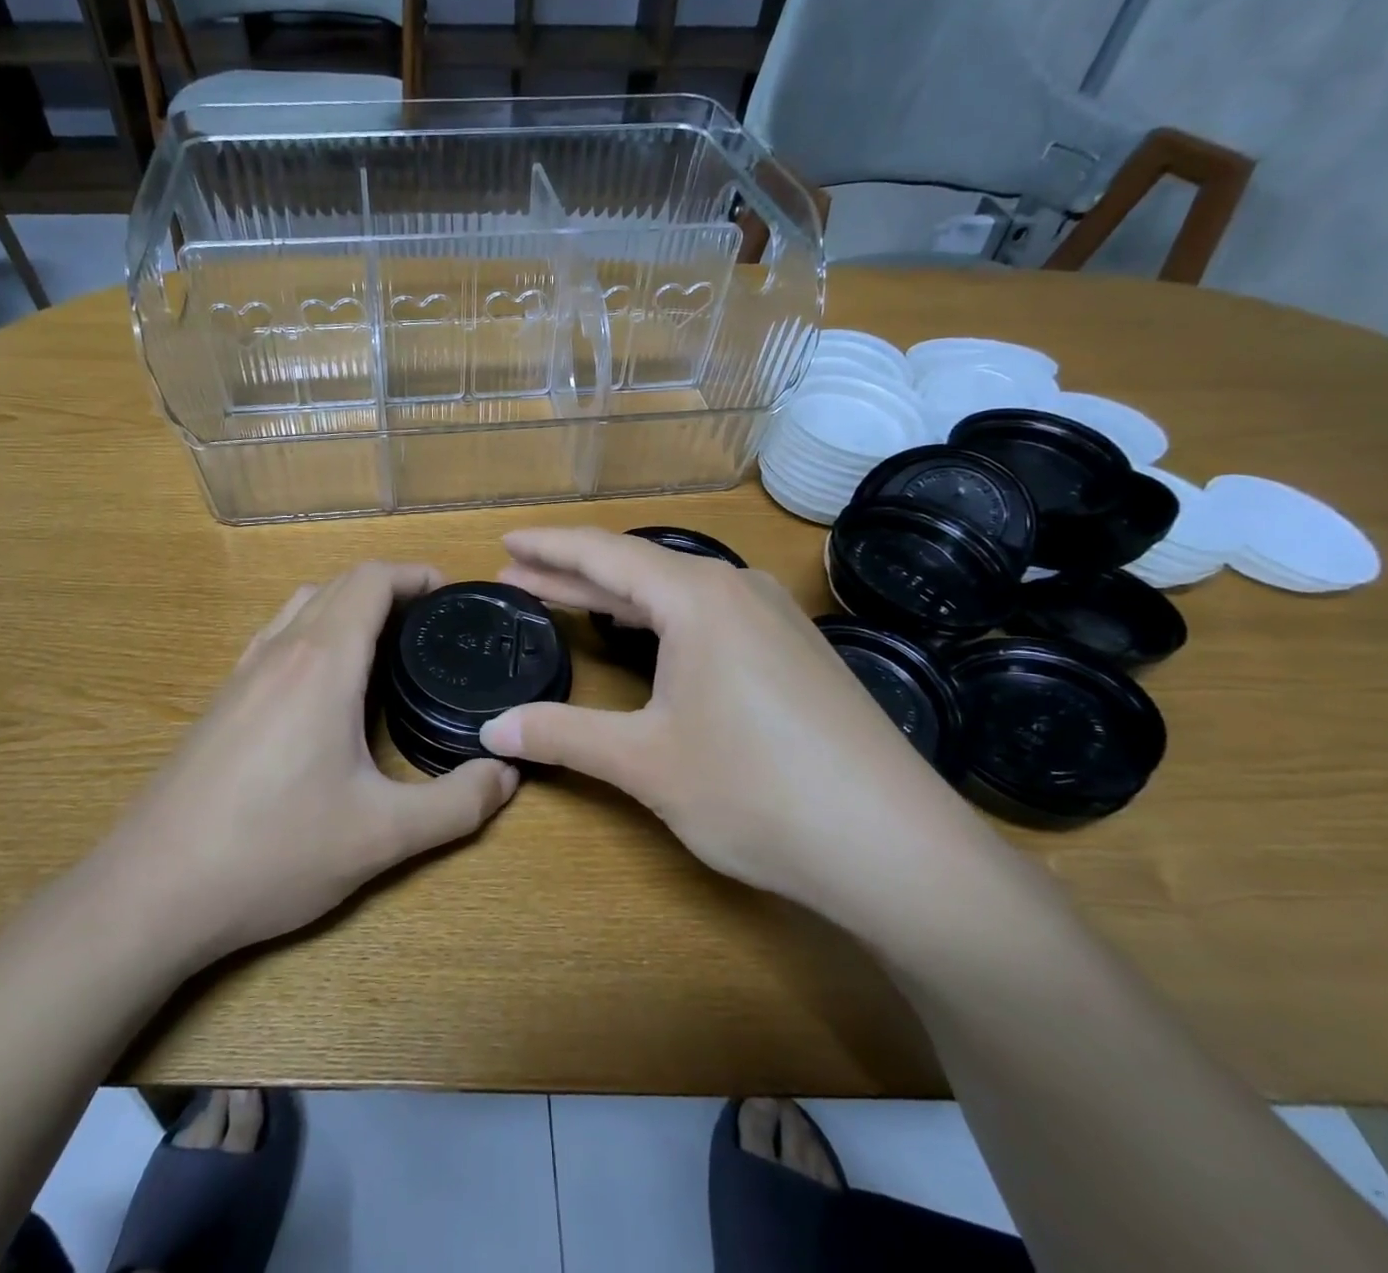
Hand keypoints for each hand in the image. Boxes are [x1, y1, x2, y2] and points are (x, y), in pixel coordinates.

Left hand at [104, 562, 519, 963]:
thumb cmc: (273, 852)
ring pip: (301, 607)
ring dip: (346, 608)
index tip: (450, 596)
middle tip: (430, 627)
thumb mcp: (381, 836)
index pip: (371, 580)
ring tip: (383, 649)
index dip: (415, 575)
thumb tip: (507, 775)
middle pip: (338, 585)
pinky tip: (323, 691)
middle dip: (389, 590)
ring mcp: (241, 674)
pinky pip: (275, 639)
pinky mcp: (219, 702)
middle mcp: (280, 651)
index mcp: (322, 662)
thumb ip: (457, 804)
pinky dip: (312, 634)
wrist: (150, 892)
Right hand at [478, 528, 998, 935]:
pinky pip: (709, 614)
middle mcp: (737, 589)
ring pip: (676, 591)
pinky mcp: (795, 650)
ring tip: (567, 598)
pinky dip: (660, 617)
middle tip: (518, 573)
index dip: (548, 546)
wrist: (895, 848)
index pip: (603, 553)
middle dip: (573, 571)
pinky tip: (647, 635)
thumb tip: (492, 730)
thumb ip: (563, 735)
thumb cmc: (756, 791)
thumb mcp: (645, 762)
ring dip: (618, 595)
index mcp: (697, 597)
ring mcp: (774, 618)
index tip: (505, 540)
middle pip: (638, 566)